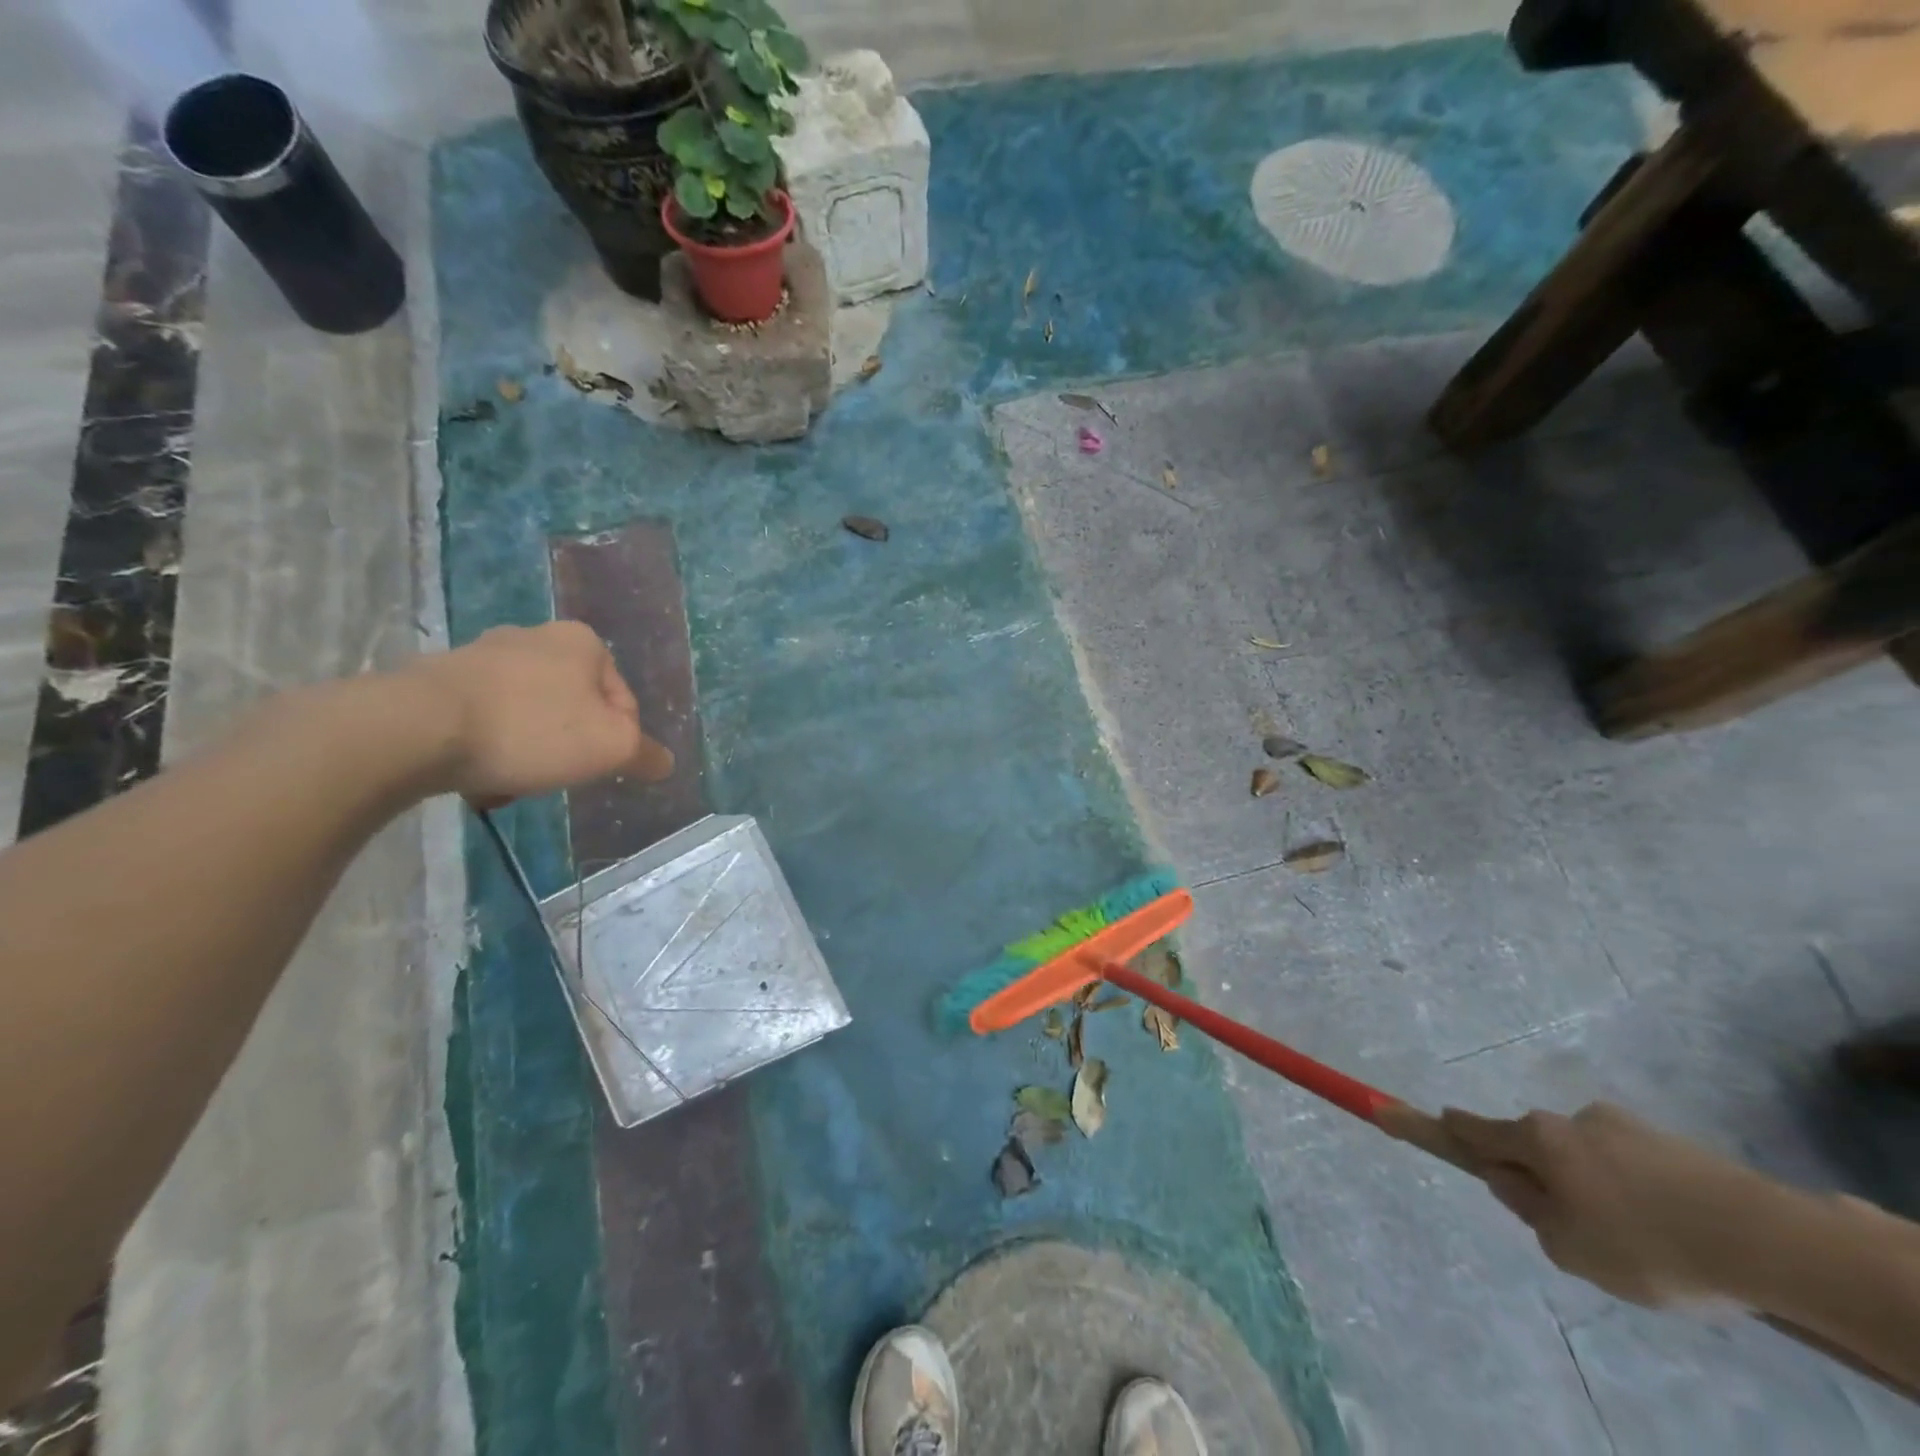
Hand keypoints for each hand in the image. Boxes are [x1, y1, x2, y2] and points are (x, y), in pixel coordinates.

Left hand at [406, 622, 673, 803]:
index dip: (617, 742)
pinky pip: (483, 719)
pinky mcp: (437, 678)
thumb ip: (644, 754)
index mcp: (583, 642)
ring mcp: (482, 654)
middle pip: (573, 707)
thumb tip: (663, 763)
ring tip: (512, 781)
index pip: (622, 701)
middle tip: (556, 776)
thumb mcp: (611, 747)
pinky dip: (487, 746)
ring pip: (528, 715)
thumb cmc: (533, 729)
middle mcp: (535, 636)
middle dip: (568, 745)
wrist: (418, 728)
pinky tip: (477, 774)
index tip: (594, 768)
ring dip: (527, 749)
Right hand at [1442, 1101, 1778, 1307]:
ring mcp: (1626, 1126)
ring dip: (1597, 1186)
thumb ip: (1529, 1211)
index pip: (1476, 1129)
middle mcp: (1571, 1119)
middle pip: (1538, 1145)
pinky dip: (1639, 1192)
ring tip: (1644, 1243)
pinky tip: (1675, 1234)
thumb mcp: (1569, 1247)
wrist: (1766, 1240)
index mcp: (1538, 1139)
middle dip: (1544, 1176)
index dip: (1446, 1127)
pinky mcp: (1674, 1144)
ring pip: (1590, 1157)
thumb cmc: (1646, 1244)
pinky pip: (1635, 1167)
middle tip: (1577, 1229)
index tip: (1422, 1116)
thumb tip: (1514, 1182)